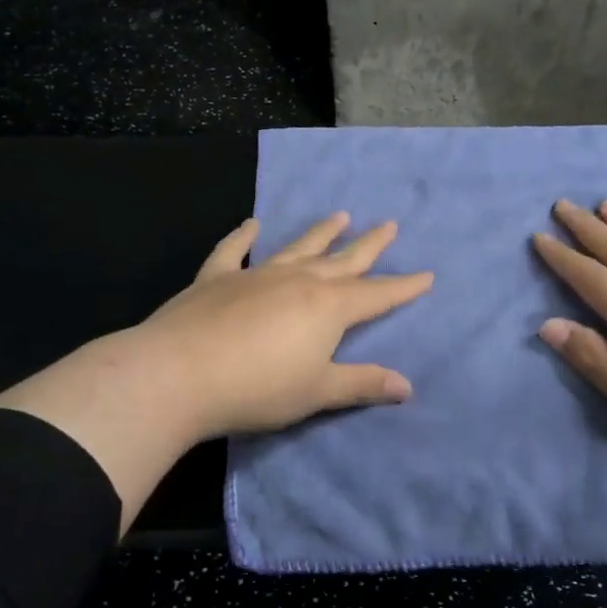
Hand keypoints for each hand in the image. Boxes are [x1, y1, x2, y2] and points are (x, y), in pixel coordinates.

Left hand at [0, 214, 431, 530]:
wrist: (179, 374)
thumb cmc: (257, 389)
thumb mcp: (317, 392)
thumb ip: (362, 384)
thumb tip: (407, 386)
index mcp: (327, 308)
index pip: (376, 295)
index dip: (403, 287)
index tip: (427, 274)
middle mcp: (297, 281)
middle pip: (342, 260)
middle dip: (369, 246)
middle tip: (390, 225)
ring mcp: (256, 275)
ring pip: (297, 248)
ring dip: (320, 233)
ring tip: (340, 215)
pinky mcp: (216, 279)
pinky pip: (234, 251)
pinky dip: (243, 237)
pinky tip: (252, 224)